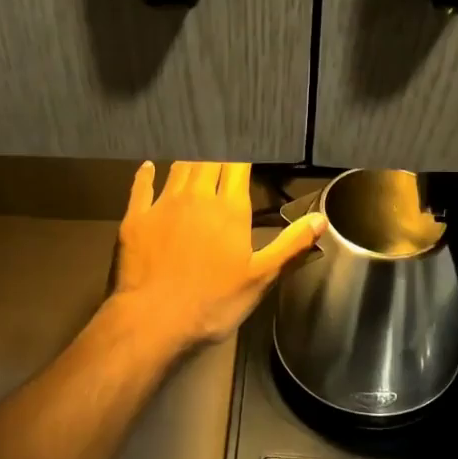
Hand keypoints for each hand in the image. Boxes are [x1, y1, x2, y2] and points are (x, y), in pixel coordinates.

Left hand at [110, 162, 326, 354]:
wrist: (154, 319)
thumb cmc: (213, 302)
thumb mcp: (260, 277)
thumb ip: (291, 246)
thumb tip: (321, 219)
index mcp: (230, 209)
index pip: (238, 166)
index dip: (243, 152)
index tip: (248, 143)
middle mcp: (197, 197)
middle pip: (208, 160)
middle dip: (217, 150)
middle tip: (221, 140)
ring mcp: (163, 205)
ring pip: (178, 168)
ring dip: (189, 158)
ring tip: (195, 150)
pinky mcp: (136, 218)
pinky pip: (141, 186)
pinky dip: (147, 174)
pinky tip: (149, 166)